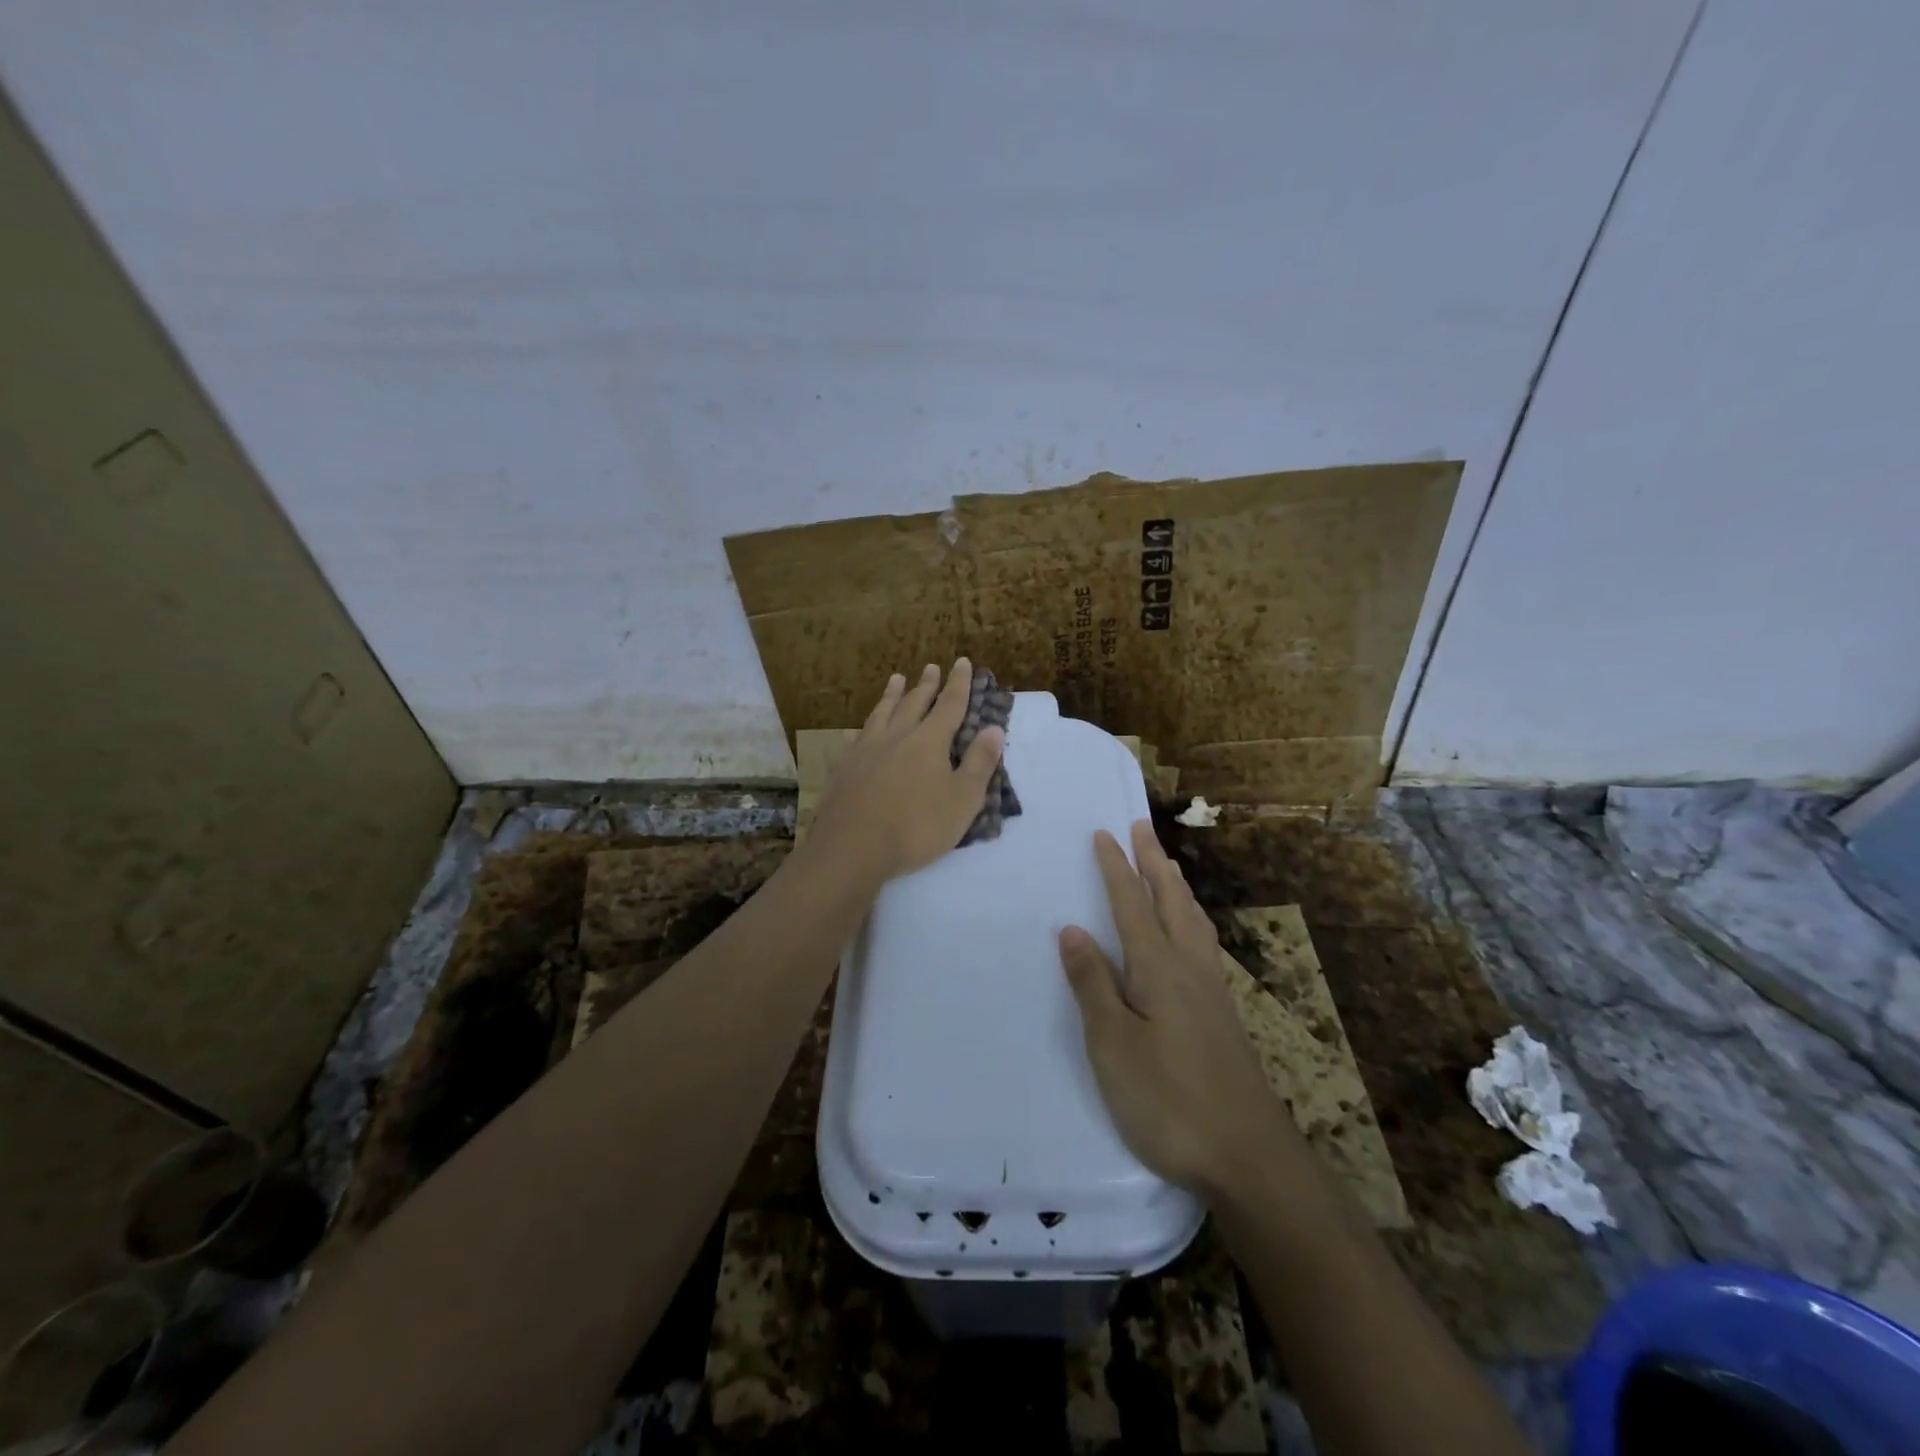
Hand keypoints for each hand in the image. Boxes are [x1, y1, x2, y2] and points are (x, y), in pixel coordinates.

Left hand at [804, 659, 1004, 885]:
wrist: (852, 847)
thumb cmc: (916, 827)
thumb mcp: (962, 800)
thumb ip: (979, 762)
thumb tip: (994, 728)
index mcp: (929, 741)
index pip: (949, 705)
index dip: (958, 684)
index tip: (962, 662)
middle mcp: (897, 736)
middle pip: (914, 702)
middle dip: (927, 684)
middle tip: (931, 667)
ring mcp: (866, 749)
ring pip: (883, 712)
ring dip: (893, 694)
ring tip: (897, 679)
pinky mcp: (845, 767)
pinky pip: (859, 734)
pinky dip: (868, 723)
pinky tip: (865, 727)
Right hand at [1060, 821, 1294, 1197]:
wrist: (1248, 1156)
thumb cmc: (1168, 1100)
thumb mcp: (1113, 1045)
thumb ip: (1093, 985)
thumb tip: (1072, 929)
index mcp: (1158, 969)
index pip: (1132, 906)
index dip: (1116, 868)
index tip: (1104, 833)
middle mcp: (1190, 968)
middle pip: (1171, 901)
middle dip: (1154, 862)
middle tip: (1142, 827)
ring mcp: (1212, 992)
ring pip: (1194, 921)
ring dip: (1177, 886)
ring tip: (1168, 866)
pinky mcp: (1223, 1016)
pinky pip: (1203, 943)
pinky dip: (1191, 917)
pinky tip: (1191, 935)